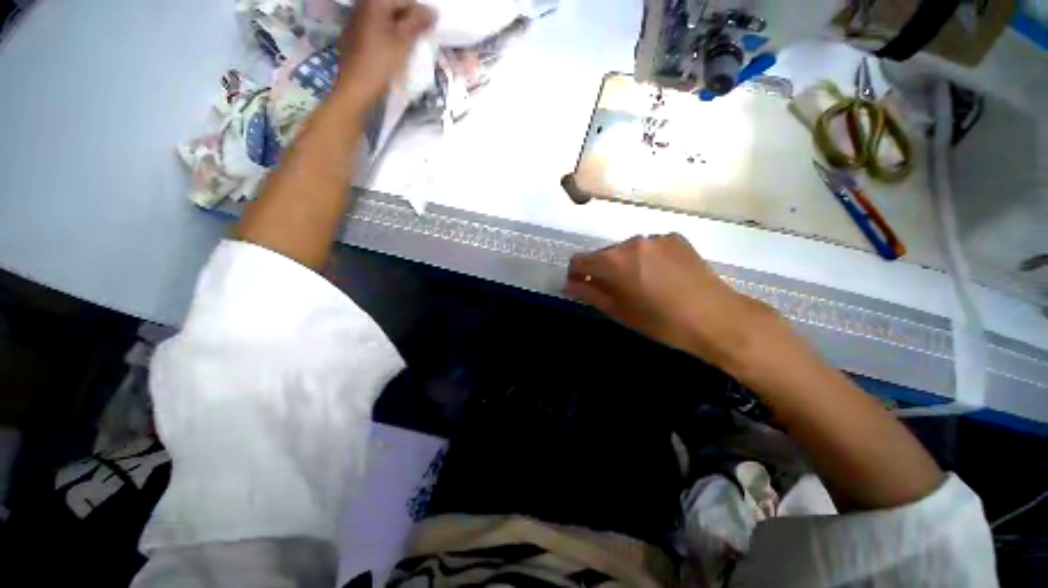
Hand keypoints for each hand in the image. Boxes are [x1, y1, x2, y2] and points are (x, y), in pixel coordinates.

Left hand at [336, 0, 435, 106]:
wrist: (356, 86)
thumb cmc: (381, 62)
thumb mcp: (403, 41)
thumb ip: (418, 23)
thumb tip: (433, 12)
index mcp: (375, 2)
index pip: (404, 0)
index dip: (420, 12)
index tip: (432, 26)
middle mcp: (362, 4)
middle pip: (392, 6)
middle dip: (409, 18)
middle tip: (422, 34)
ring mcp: (355, 19)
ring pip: (383, 17)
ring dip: (399, 26)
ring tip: (410, 41)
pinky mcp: (353, 34)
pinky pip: (374, 26)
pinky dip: (387, 33)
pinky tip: (394, 47)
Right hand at [564, 234, 780, 371]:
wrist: (717, 318)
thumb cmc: (662, 323)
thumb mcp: (619, 312)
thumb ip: (589, 294)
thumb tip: (568, 284)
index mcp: (614, 261)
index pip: (580, 260)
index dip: (576, 274)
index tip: (580, 286)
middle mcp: (631, 242)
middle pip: (603, 254)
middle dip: (602, 270)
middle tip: (614, 292)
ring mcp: (655, 237)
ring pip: (626, 250)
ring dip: (624, 264)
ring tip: (641, 285)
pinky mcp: (675, 237)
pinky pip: (648, 247)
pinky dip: (646, 258)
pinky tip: (661, 276)